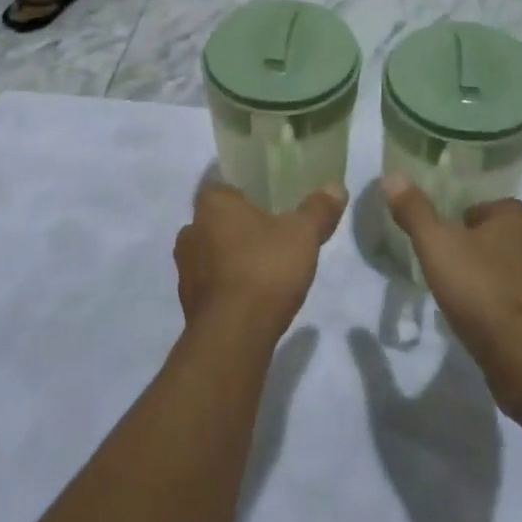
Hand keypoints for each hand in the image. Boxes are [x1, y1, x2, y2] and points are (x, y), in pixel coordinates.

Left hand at [174, 181, 346, 341]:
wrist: (233, 334)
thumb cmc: (265, 268)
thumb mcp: (303, 234)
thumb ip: (318, 209)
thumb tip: (336, 187)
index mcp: (212, 205)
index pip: (224, 189)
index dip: (245, 196)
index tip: (267, 205)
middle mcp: (190, 231)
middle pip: (216, 222)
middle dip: (239, 229)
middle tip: (270, 237)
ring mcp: (185, 269)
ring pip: (211, 254)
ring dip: (231, 259)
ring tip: (263, 269)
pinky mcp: (188, 302)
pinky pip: (210, 284)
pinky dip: (227, 286)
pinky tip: (251, 297)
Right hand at [381, 177, 521, 402]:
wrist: (521, 353)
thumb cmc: (478, 287)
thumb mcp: (436, 244)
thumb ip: (415, 211)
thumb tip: (392, 176)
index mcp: (516, 222)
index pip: (495, 206)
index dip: (470, 215)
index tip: (447, 232)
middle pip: (503, 238)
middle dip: (478, 247)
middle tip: (447, 260)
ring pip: (511, 272)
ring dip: (488, 278)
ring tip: (459, 292)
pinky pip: (516, 304)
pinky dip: (498, 307)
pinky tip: (477, 320)